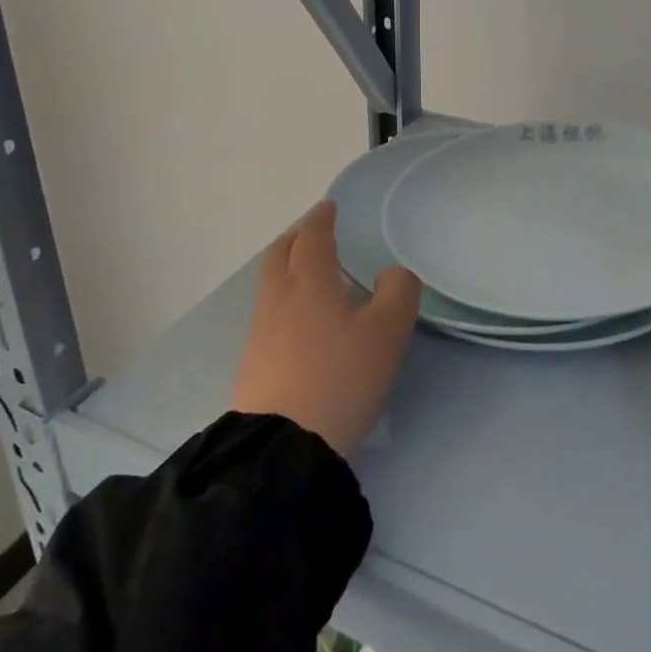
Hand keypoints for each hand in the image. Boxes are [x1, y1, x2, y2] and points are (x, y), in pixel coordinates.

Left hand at [228, 201, 420, 455]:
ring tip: (311, 276)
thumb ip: (397, 293)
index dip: (321, 219)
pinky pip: (269, 312)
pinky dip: (284, 298)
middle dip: (297, 238)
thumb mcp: (387, 333)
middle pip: (281, 254)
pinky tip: (300, 319)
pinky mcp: (253, 361)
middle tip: (313, 233)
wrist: (282, 444)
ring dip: (288, 268)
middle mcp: (279, 297)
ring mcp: (260, 330)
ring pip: (272, 283)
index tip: (328, 207)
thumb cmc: (340, 377)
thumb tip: (390, 274)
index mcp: (310, 281)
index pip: (313, 237)